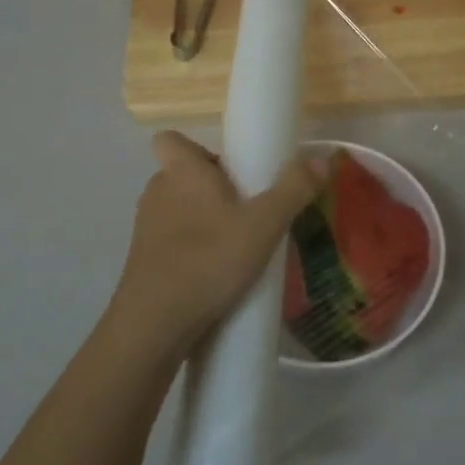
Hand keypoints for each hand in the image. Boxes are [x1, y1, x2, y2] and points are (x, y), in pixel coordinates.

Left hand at [105, 130, 320, 363]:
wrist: (155, 324)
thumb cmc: (209, 260)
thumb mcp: (264, 224)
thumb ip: (294, 189)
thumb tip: (321, 159)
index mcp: (181, 171)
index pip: (171, 140)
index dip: (196, 149)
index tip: (229, 171)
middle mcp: (157, 191)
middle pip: (184, 176)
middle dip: (214, 189)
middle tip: (250, 212)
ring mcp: (146, 228)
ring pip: (179, 210)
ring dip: (204, 222)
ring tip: (238, 247)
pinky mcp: (143, 261)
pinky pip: (172, 242)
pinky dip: (192, 250)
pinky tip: (217, 275)